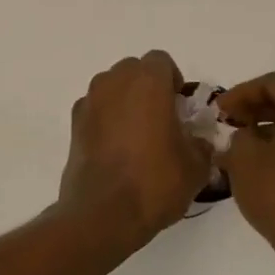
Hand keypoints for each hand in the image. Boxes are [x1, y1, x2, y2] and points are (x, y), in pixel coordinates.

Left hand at [57, 51, 211, 249]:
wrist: (103, 213)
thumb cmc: (155, 182)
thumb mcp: (196, 166)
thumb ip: (201, 143)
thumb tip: (197, 140)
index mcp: (147, 82)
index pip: (161, 61)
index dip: (173, 81)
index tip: (180, 109)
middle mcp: (114, 82)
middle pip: (134, 70)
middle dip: (148, 88)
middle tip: (161, 120)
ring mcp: (89, 101)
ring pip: (112, 87)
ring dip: (125, 101)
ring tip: (137, 136)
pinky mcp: (74, 124)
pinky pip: (95, 109)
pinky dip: (106, 119)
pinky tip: (115, 150)